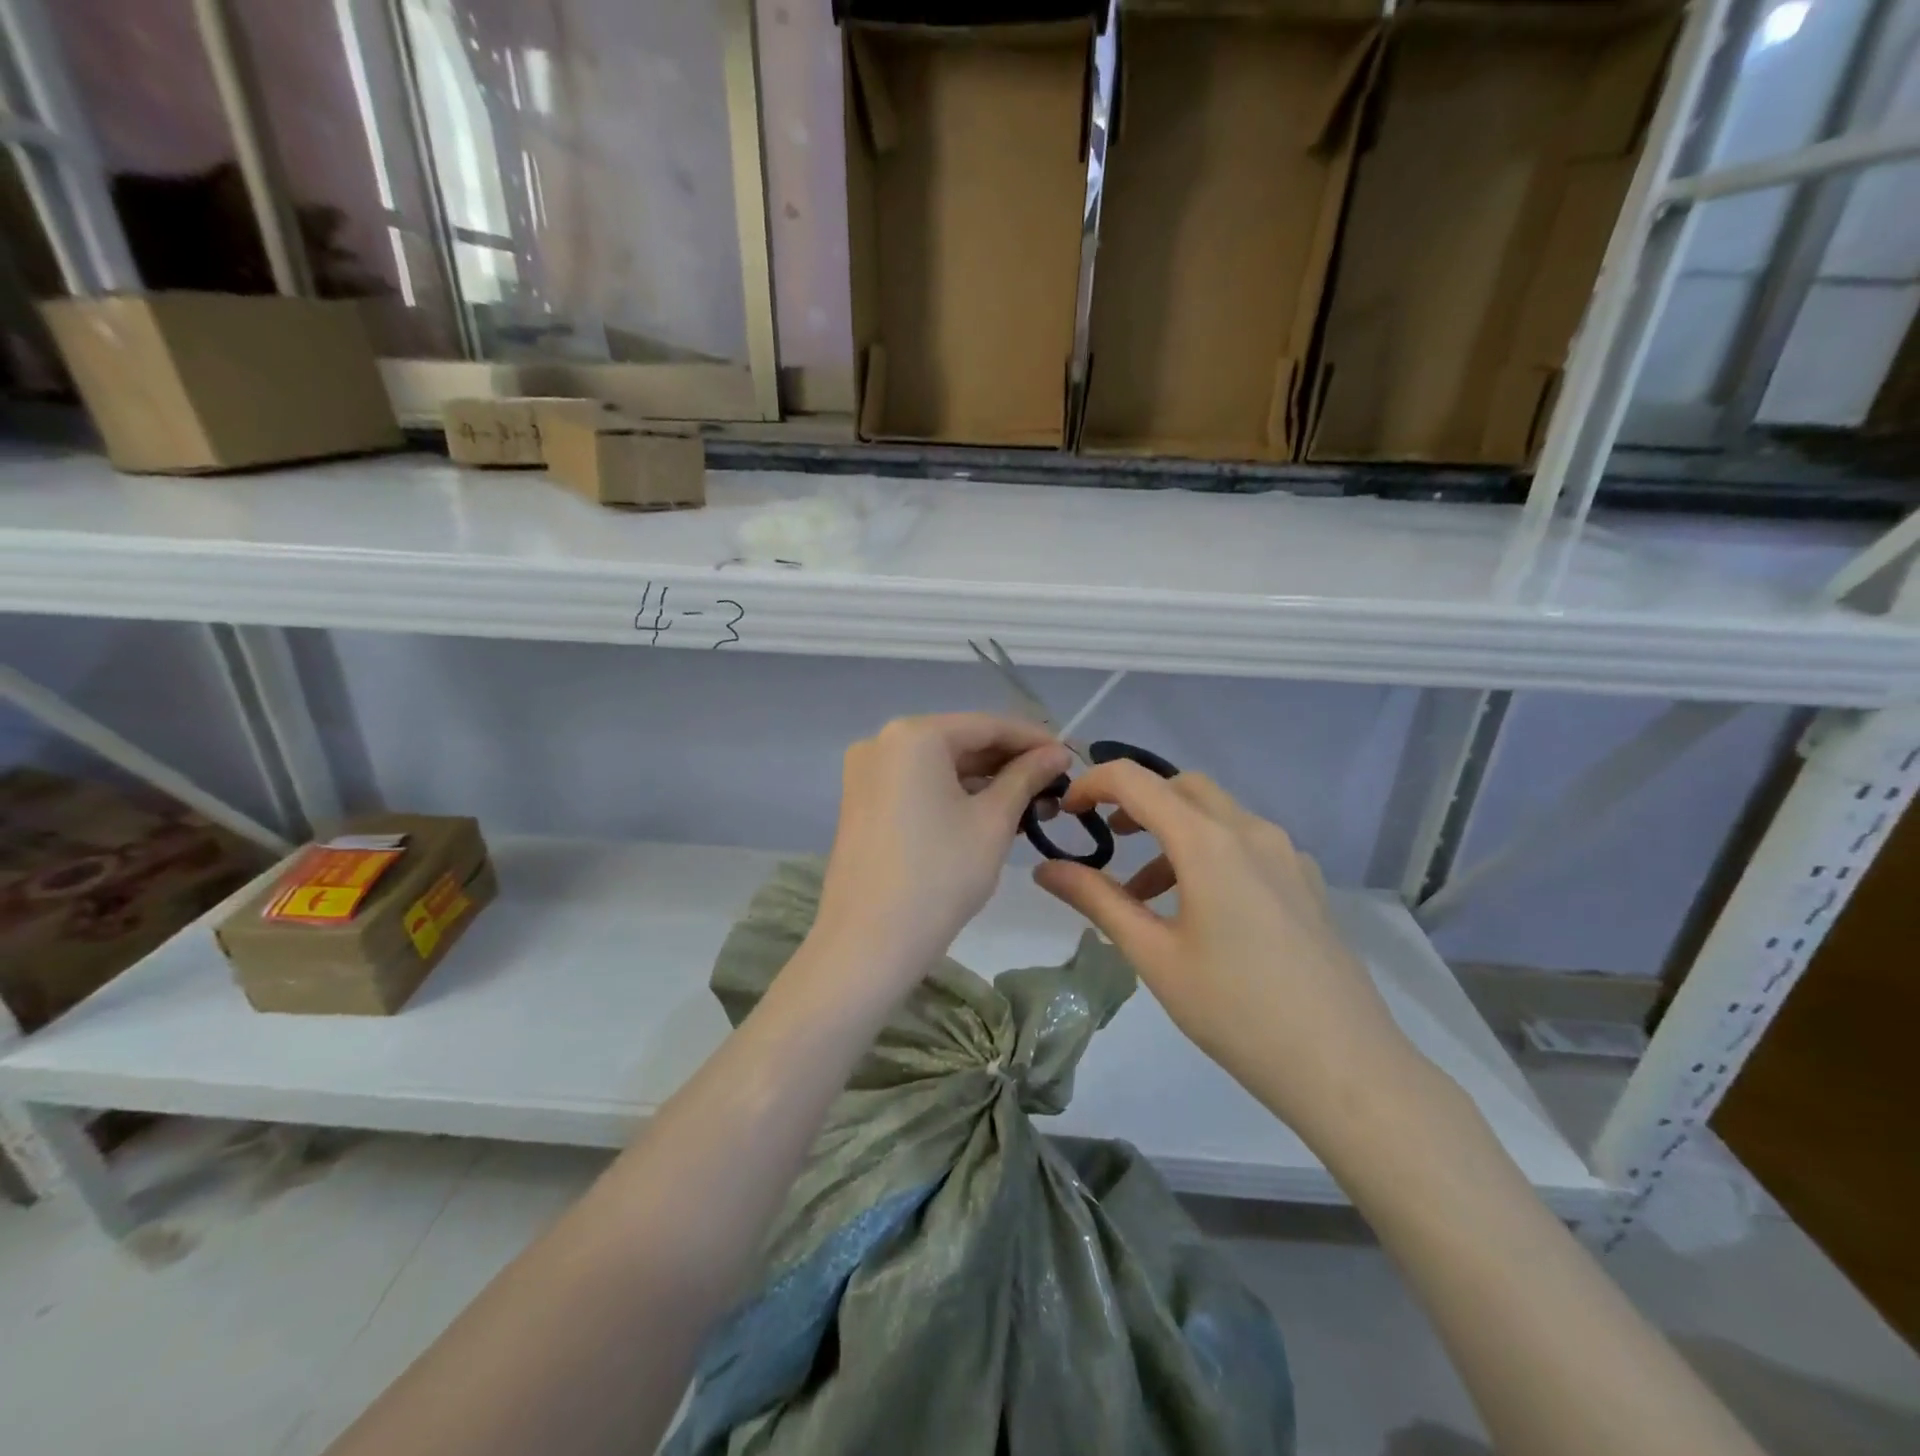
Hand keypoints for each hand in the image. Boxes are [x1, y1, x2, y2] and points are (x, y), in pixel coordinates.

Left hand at [810, 714, 1070, 988]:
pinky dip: (954, 795)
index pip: (987, 725)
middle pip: (961, 742)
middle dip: (1010, 763)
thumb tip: (1057, 752)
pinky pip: (918, 785)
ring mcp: (867, 772)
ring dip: (985, 782)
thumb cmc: (940, 875)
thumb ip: (1027, 777)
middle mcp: (883, 741)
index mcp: (914, 735)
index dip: (1034, 739)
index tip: (1072, 757)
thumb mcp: (993, 821)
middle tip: (1056, 786)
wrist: (868, 943)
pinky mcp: (862, 802)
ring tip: (1034, 805)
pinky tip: (991, 813)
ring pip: (940, 765)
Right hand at [1032, 764, 1421, 1142]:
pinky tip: (1201, 909)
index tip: (1067, 812)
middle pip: (1182, 787)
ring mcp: (1287, 854)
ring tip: (1143, 892)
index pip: (1137, 781)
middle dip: (1137, 801)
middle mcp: (1251, 831)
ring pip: (1217, 814)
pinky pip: (1247, 842)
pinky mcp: (1307, 881)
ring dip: (1172, 831)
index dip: (1093, 784)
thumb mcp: (1153, 955)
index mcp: (1209, 842)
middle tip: (1105, 837)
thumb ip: (1097, 900)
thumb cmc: (1235, 1010)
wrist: (1344, 1066)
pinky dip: (1208, 851)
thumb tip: (1045, 868)